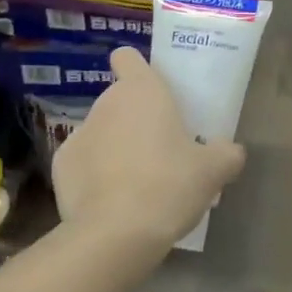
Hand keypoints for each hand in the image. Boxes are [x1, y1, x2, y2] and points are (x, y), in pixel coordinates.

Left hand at [54, 48, 245, 251]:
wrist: (116, 234)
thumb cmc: (169, 186)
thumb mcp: (214, 171)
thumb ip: (227, 153)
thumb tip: (231, 151)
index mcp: (142, 91)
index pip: (128, 57)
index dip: (138, 69)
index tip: (154, 92)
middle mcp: (105, 104)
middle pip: (120, 100)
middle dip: (136, 119)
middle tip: (161, 151)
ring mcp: (78, 134)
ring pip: (101, 132)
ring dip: (115, 147)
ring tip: (136, 183)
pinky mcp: (60, 166)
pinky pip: (83, 162)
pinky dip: (94, 175)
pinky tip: (111, 201)